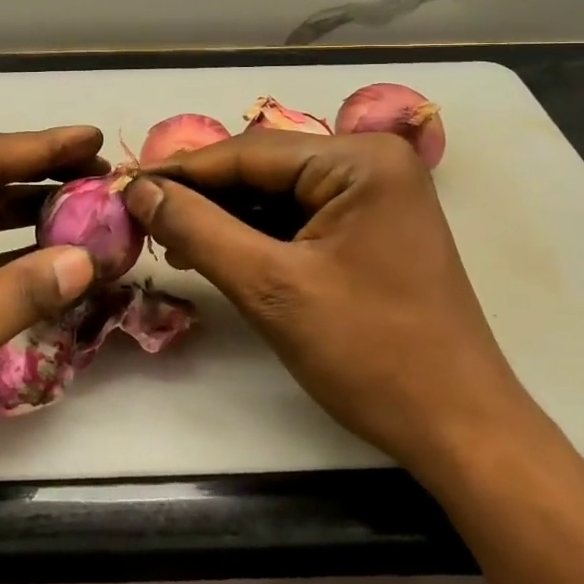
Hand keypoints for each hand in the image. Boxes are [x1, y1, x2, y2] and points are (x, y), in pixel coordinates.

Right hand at [124, 131, 538, 476]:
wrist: (460, 430)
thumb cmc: (370, 355)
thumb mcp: (270, 288)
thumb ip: (198, 229)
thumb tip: (139, 190)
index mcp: (360, 160)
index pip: (248, 152)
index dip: (181, 171)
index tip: (124, 184)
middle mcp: (372, 161)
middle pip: (263, 168)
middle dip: (203, 196)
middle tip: (143, 217)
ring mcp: (376, 193)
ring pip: (278, 192)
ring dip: (226, 216)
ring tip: (171, 239)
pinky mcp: (372, 225)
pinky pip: (300, 215)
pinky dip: (257, 233)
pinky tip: (218, 250)